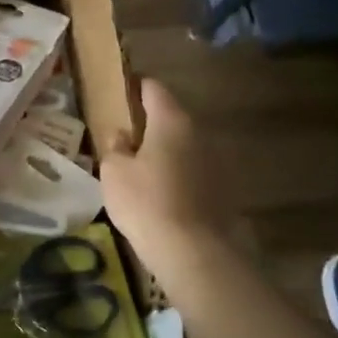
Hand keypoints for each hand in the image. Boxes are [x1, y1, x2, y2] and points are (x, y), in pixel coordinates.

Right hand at [100, 78, 223, 262]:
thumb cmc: (145, 202)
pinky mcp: (223, 187)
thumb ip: (115, 146)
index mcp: (171, 121)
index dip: (135, 87)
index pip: (153, 88)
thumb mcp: (114, 172)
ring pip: (184, 144)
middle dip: (149, 123)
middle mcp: (199, 132)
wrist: (192, 250)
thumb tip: (122, 135)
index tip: (119, 93)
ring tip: (141, 167)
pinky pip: (194, 170)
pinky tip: (161, 193)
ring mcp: (216, 160)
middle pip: (171, 116)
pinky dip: (178, 173)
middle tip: (124, 136)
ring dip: (165, 150)